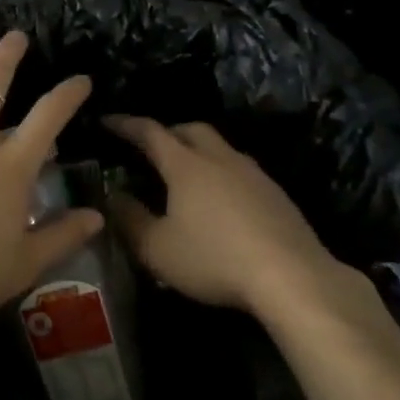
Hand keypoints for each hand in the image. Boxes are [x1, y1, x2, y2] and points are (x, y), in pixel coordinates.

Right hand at [103, 116, 338, 312]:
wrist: (293, 278)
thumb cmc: (214, 259)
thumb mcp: (157, 249)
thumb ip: (129, 220)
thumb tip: (112, 196)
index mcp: (185, 164)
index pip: (149, 132)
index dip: (125, 125)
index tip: (106, 121)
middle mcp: (219, 158)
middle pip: (190, 129)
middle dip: (166, 132)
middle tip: (150, 147)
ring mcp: (253, 174)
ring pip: (220, 147)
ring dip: (198, 150)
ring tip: (186, 172)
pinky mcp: (277, 194)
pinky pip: (241, 169)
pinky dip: (222, 173)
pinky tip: (221, 200)